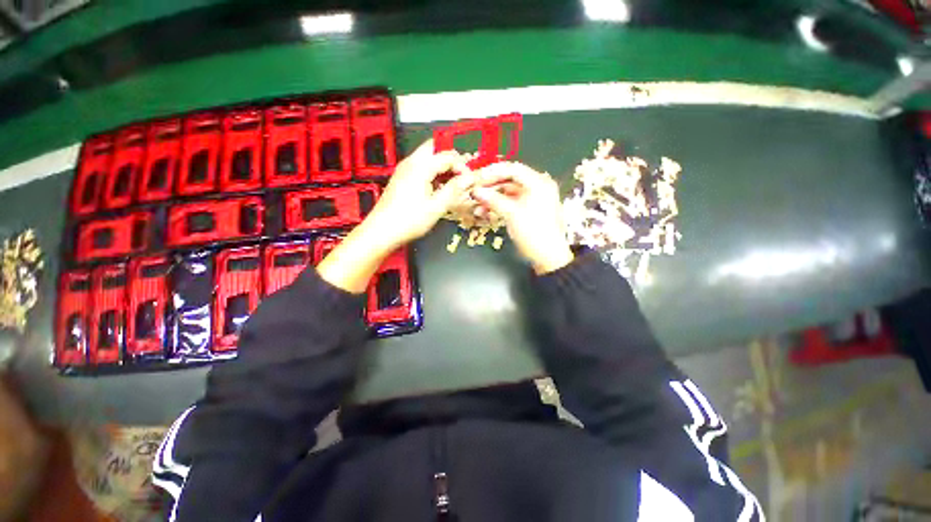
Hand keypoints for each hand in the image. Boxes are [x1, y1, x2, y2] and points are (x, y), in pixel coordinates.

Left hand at [317, 139, 474, 292]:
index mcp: (420, 166)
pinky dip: (432, 173)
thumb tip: (469, 178)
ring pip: (427, 158)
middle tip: (460, 177)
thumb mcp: (436, 206)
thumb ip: (454, 189)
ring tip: (451, 186)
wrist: (382, 231)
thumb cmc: (408, 221)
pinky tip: (437, 190)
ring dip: (441, 167)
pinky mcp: (401, 178)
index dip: (462, 166)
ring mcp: (404, 170)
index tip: (469, 181)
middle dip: (450, 161)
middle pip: (435, 149)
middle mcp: (410, 162)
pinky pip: (420, 167)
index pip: (448, 155)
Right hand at [472, 162, 573, 273]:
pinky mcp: (528, 212)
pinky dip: (498, 207)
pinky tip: (485, 212)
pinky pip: (511, 204)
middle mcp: (537, 188)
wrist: (548, 257)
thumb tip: (475, 191)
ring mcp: (533, 200)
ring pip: (508, 194)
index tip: (477, 178)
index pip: (513, 169)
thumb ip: (493, 200)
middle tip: (475, 191)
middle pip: (510, 181)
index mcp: (539, 183)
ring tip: (476, 206)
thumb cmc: (533, 232)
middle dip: (491, 187)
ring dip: (492, 199)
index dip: (494, 172)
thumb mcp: (512, 214)